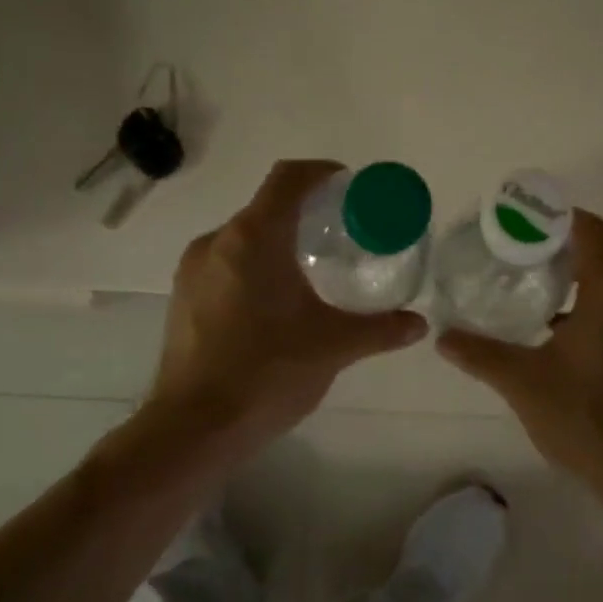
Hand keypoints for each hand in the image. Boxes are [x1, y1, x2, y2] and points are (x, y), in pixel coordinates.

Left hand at [147, 160, 426, 450]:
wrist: (194, 428)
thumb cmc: (267, 373)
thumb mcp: (333, 347)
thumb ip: (379, 329)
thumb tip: (419, 324)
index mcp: (253, 239)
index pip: (288, 179)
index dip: (321, 173)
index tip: (349, 186)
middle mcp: (216, 243)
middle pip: (266, 208)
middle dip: (306, 214)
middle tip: (343, 236)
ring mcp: (193, 271)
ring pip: (243, 239)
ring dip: (279, 242)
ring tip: (314, 271)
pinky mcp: (183, 299)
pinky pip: (226, 265)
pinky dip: (256, 267)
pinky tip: (277, 304)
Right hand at [437, 212, 602, 492]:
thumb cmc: (584, 418)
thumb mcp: (522, 384)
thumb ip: (480, 355)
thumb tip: (442, 337)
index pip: (592, 232)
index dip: (562, 219)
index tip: (529, 225)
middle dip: (571, 256)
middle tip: (530, 267)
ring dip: (589, 291)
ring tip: (546, 309)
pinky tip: (574, 351)